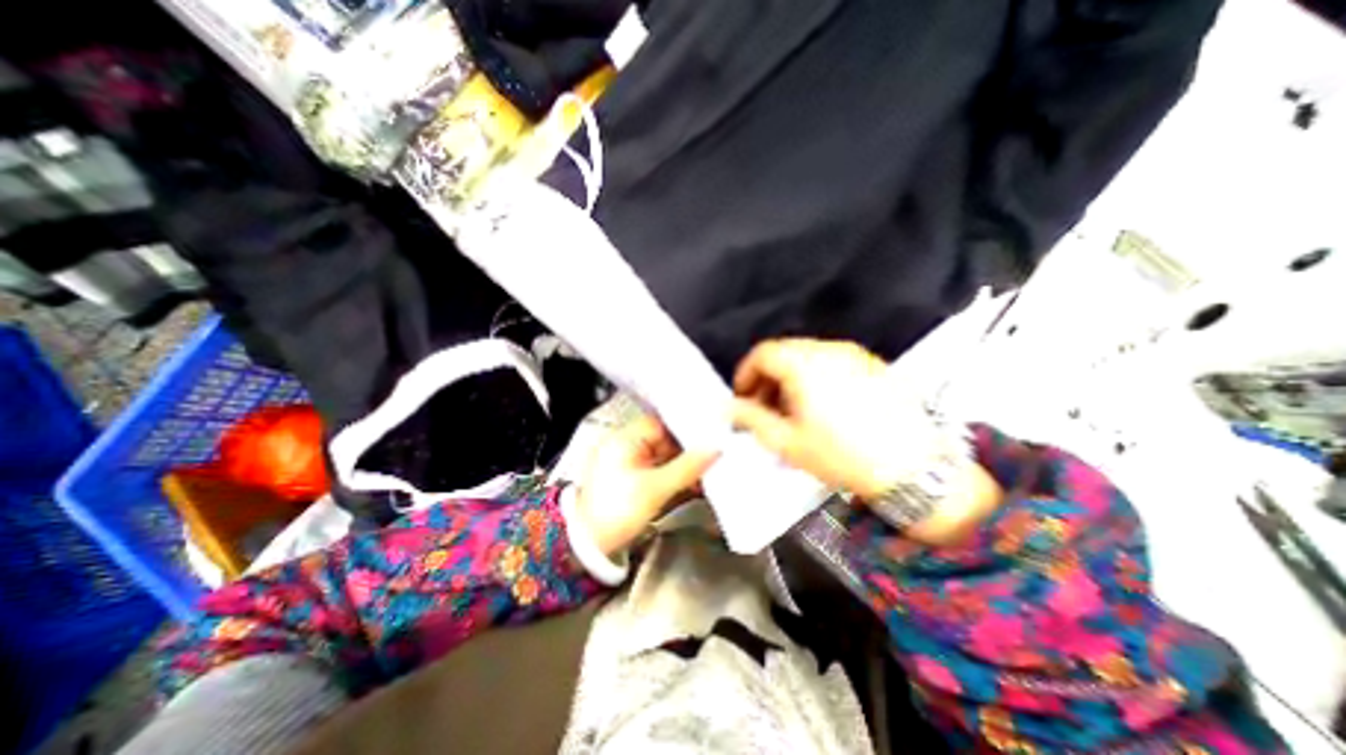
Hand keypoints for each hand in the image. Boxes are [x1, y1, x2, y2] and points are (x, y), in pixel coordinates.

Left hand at [569, 412, 713, 555]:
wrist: (588, 548)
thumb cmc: (619, 511)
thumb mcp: (655, 489)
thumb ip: (687, 467)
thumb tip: (716, 448)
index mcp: (624, 439)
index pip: (661, 423)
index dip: (685, 428)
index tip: (709, 436)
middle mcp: (624, 445)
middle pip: (662, 439)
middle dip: (686, 450)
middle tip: (712, 457)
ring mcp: (625, 462)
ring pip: (661, 456)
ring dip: (681, 465)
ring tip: (706, 473)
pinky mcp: (628, 478)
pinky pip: (655, 470)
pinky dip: (671, 476)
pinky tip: (690, 485)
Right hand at [726, 340, 903, 497]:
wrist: (916, 469)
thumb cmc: (844, 456)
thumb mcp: (787, 442)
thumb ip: (751, 419)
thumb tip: (730, 407)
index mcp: (804, 364)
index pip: (762, 353)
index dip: (745, 373)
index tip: (743, 397)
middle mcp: (829, 350)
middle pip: (785, 352)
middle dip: (767, 377)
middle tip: (764, 407)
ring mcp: (856, 355)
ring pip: (809, 357)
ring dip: (791, 378)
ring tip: (792, 410)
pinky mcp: (875, 365)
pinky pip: (834, 363)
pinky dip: (816, 378)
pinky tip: (823, 407)